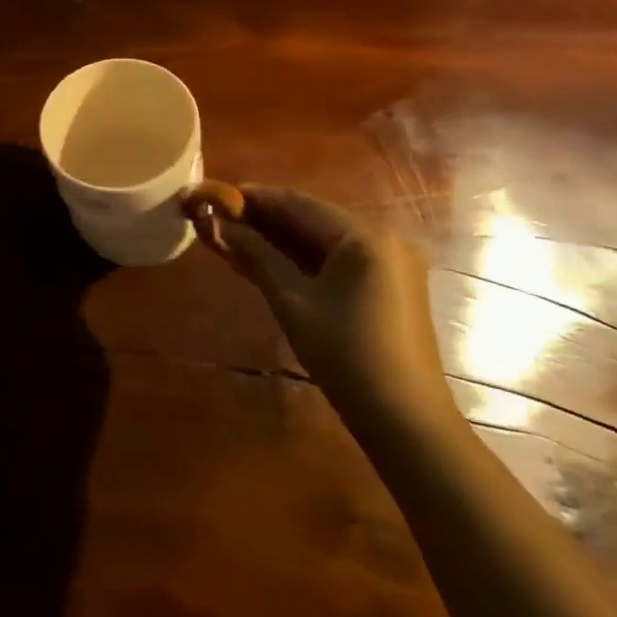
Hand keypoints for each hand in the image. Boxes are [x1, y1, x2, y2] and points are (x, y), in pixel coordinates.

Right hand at [185, 182, 449, 430]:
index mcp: (363, 235)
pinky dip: (301, 256)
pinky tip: (266, 260)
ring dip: (278, 237)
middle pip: (310, 216)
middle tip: (217, 219)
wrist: (405, 420)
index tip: (211, 195)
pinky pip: (336, 256)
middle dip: (262, 217)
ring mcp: (389, 260)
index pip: (296, 202)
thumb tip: (215, 221)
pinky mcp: (388, 282)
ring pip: (320, 236)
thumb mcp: (292, 301)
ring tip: (233, 238)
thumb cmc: (345, 356)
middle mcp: (382, 236)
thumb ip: (255, 254)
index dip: (250, 197)